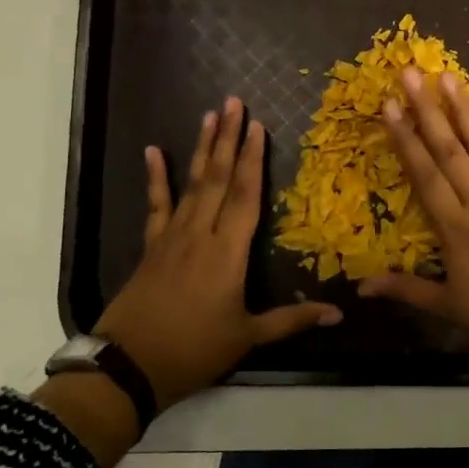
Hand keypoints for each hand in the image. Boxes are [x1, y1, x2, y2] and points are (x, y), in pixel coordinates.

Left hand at [95, 97, 340, 408]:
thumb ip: (292, 321)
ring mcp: (171, 237)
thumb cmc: (194, 351)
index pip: (244, 196)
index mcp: (227, 253)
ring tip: (209, 115)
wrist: (129, 366)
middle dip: (228, 138)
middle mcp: (200, 234)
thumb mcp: (247, 338)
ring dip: (201, 148)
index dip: (253, 159)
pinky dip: (155, 177)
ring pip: (191, 184)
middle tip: (234, 102)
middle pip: (217, 178)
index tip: (258, 126)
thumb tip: (339, 314)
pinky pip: (155, 204)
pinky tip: (152, 151)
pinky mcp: (151, 246)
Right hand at [358, 69, 468, 371]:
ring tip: (449, 77)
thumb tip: (360, 288)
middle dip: (426, 111)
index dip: (404, 139)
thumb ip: (406, 289)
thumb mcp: (449, 306)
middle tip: (411, 74)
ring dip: (466, 110)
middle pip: (448, 150)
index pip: (423, 175)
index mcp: (454, 226)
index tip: (388, 106)